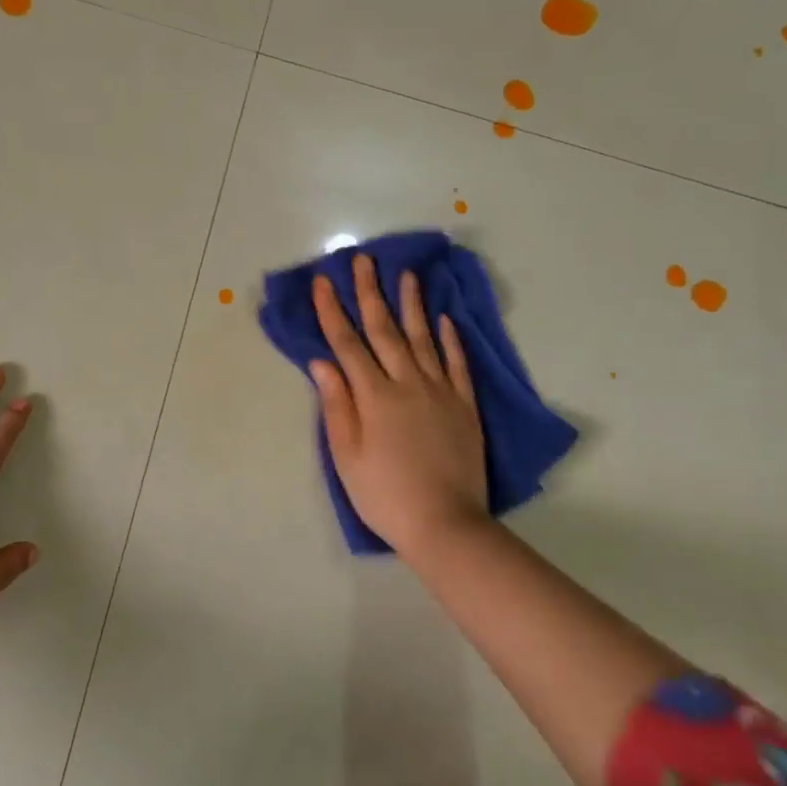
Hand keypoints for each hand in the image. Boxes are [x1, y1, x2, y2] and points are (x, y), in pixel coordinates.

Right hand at [309, 254, 489, 554]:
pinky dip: (450, 339)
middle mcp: (407, 383)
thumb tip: (322, 362)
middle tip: (363, 260)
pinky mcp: (464, 406)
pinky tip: (444, 319)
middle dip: (370, 292)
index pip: (347, 344)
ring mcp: (440, 392)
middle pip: (384, 330)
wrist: (445, 524)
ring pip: (423, 338)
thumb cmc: (384, 493)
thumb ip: (336, 404)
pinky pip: (457, 364)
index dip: (333, 311)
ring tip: (406, 274)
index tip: (323, 281)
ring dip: (411, 305)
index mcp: (374, 396)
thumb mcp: (346, 455)